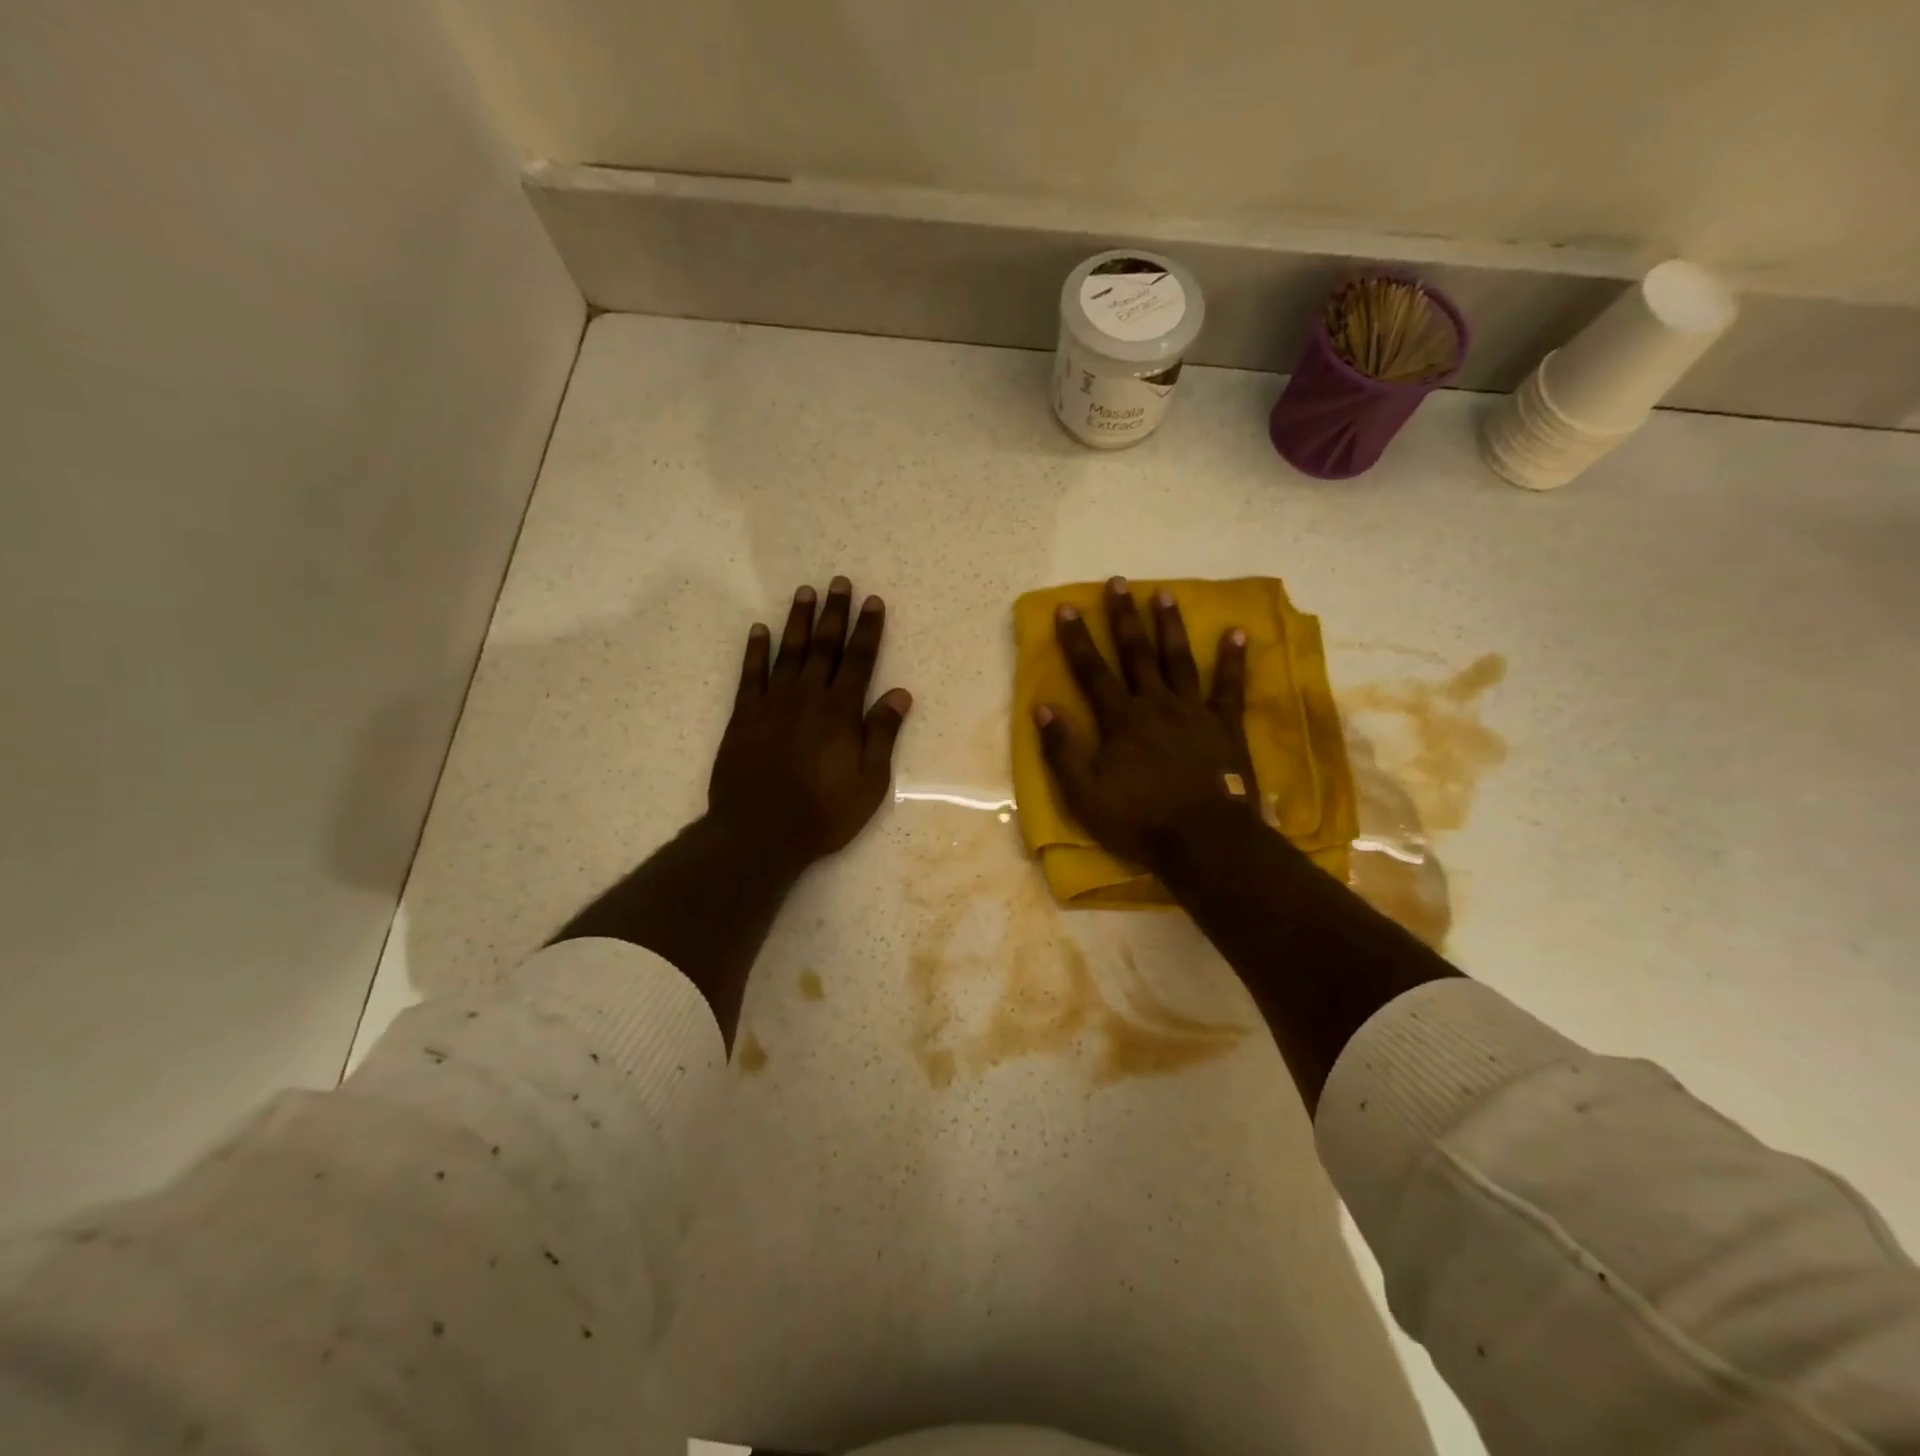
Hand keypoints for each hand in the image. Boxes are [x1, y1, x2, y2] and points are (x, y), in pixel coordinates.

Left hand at [709, 577, 911, 869]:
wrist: (759, 833)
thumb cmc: (823, 813)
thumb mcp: (869, 782)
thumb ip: (882, 734)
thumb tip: (900, 693)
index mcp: (840, 713)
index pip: (859, 661)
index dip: (867, 630)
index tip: (873, 602)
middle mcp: (807, 699)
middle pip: (823, 647)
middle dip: (834, 614)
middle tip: (838, 582)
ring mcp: (772, 705)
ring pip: (788, 653)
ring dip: (797, 621)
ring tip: (804, 592)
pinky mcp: (744, 718)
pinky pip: (750, 675)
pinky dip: (755, 651)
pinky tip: (760, 630)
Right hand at [1035, 577, 1257, 871]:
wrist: (1204, 841)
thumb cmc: (1139, 820)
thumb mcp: (1084, 794)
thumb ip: (1062, 751)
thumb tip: (1043, 709)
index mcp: (1120, 720)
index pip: (1092, 671)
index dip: (1077, 639)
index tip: (1068, 608)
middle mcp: (1155, 705)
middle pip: (1136, 653)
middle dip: (1124, 617)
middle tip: (1118, 582)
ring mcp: (1194, 712)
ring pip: (1179, 659)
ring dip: (1169, 625)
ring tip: (1164, 593)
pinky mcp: (1225, 726)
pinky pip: (1229, 686)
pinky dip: (1232, 660)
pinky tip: (1237, 634)